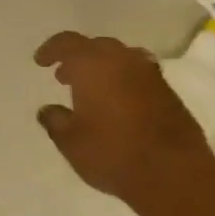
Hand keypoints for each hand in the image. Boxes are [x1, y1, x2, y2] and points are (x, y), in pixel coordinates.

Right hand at [34, 32, 214, 204]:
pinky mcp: (169, 91)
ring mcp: (150, 74)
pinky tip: (119, 103)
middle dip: (78, 58)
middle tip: (65, 77)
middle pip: (96, 46)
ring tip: (93, 89)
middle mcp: (123, 60)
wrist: (173, 173)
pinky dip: (123, 81)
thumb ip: (55, 121)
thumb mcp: (71, 142)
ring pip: (121, 58)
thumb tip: (47, 110)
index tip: (41, 62)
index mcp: (93, 64)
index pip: (68, 43)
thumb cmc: (112, 153)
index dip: (51, 49)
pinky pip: (139, 74)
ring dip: (103, 68)